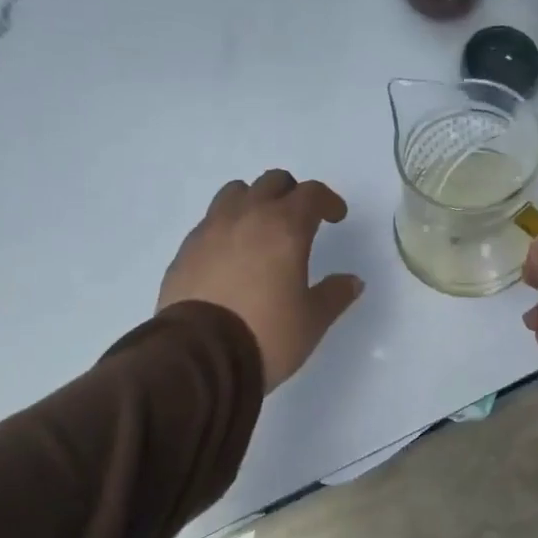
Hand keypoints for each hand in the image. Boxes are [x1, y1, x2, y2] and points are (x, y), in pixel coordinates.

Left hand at [158, 171, 363, 389]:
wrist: (200, 355)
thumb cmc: (268, 334)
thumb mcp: (313, 320)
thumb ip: (335, 294)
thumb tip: (352, 281)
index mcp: (285, 227)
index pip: (311, 193)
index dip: (328, 201)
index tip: (336, 217)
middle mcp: (246, 216)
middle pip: (272, 183)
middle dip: (291, 194)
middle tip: (300, 220)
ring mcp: (210, 230)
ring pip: (235, 193)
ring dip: (254, 202)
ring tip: (261, 231)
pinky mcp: (185, 250)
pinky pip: (210, 222)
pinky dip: (226, 228)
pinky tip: (231, 257)